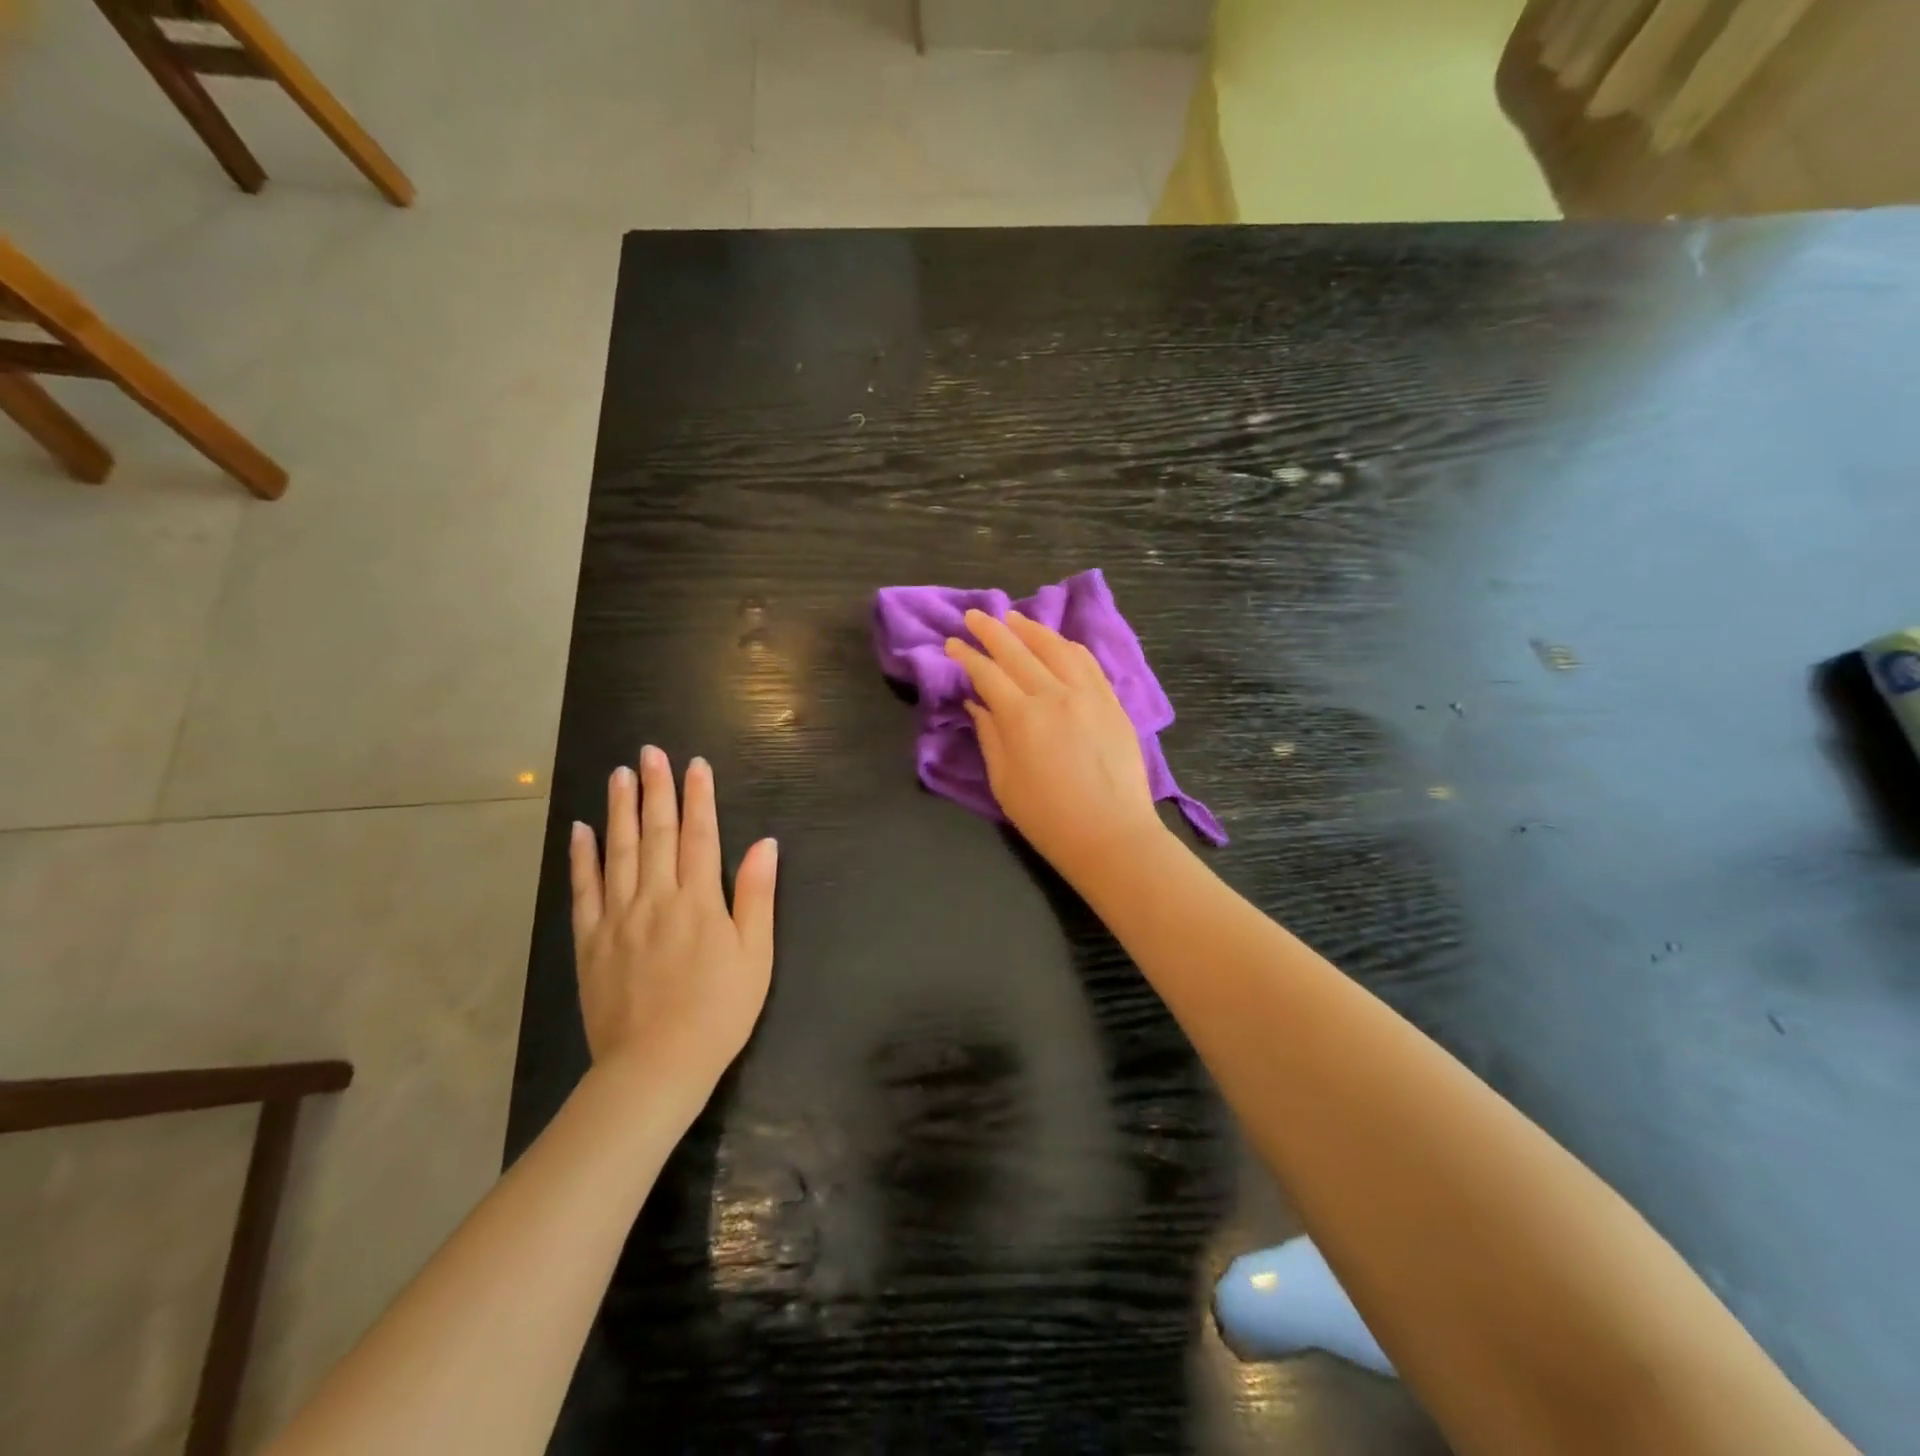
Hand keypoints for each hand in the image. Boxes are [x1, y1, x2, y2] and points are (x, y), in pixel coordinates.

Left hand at [569, 747, 778, 1095]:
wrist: (655, 1067)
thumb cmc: (719, 1011)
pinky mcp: (591, 942)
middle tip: (650, 752)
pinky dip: (582, 858)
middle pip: (657, 833)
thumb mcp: (756, 955)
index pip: (699, 835)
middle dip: (656, 789)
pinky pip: (585, 890)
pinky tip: (581, 830)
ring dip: (620, 810)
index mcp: (699, 901)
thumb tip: (764, 844)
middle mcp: (656, 898)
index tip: (695, 764)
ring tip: (619, 775)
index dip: (699, 797)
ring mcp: (619, 918)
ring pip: (619, 852)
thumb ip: (757, 896)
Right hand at [944, 609, 1168, 883]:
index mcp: (1021, 718)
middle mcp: (1054, 695)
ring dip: (1030, 629)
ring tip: (1013, 618)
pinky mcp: (1111, 701)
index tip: (952, 644)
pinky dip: (1066, 645)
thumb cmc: (1048, 818)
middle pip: (1017, 651)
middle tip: (974, 615)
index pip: (987, 674)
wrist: (1111, 835)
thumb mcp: (1004, 782)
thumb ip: (989, 736)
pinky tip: (1055, 641)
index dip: (967, 656)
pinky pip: (1087, 661)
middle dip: (991, 630)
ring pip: (1055, 647)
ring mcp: (1087, 694)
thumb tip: (976, 703)